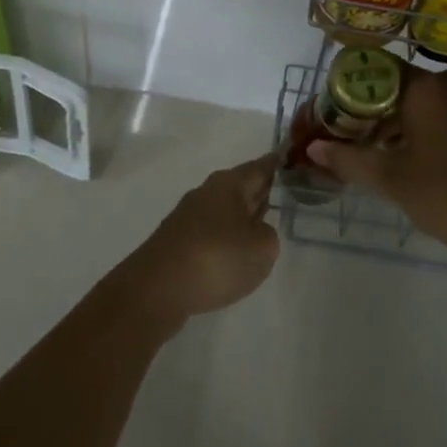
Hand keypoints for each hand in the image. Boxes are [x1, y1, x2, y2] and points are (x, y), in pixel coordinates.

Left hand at [118, 154, 280, 327]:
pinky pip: (211, 232)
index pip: (260, 167)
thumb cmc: (216, 258)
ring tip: (262, 226)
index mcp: (230, 184)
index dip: (277, 164)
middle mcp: (208, 192)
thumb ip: (268, 236)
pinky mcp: (177, 242)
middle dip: (260, 190)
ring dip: (242, 216)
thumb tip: (256, 232)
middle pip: (241, 187)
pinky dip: (225, 238)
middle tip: (284, 192)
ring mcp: (189, 217)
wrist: (157, 288)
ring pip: (225, 210)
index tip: (289, 158)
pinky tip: (233, 255)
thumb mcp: (262, 248)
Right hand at [306, 65, 446, 260]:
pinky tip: (395, 158)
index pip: (373, 69)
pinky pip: (434, 116)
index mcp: (424, 85)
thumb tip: (313, 150)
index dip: (345, 89)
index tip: (326, 113)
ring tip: (360, 152)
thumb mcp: (391, 178)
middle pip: (393, 86)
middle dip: (364, 111)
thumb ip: (349, 159)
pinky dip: (412, 131)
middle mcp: (446, 84)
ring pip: (414, 103)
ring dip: (387, 124)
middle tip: (339, 136)